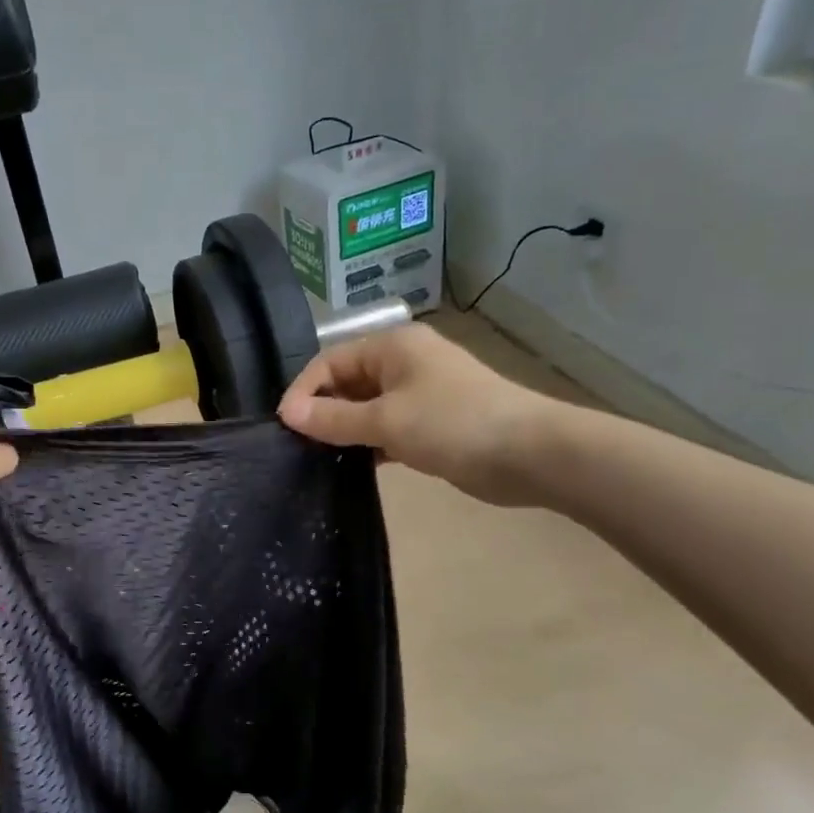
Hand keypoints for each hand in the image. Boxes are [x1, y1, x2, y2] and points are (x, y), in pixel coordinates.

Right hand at [278, 324, 566, 505]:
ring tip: (317, 458)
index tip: (284, 426)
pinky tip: (352, 466)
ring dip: (344, 429)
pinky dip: (368, 442)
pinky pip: (386, 426)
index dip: (303, 390)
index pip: (329, 360)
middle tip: (297, 445)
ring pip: (366, 406)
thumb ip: (333, 418)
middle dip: (322, 410)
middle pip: (346, 381)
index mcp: (392, 346)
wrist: (530, 454)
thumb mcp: (386, 421)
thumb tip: (287, 414)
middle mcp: (403, 362)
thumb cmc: (452, 424)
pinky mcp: (431, 422)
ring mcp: (420, 393)